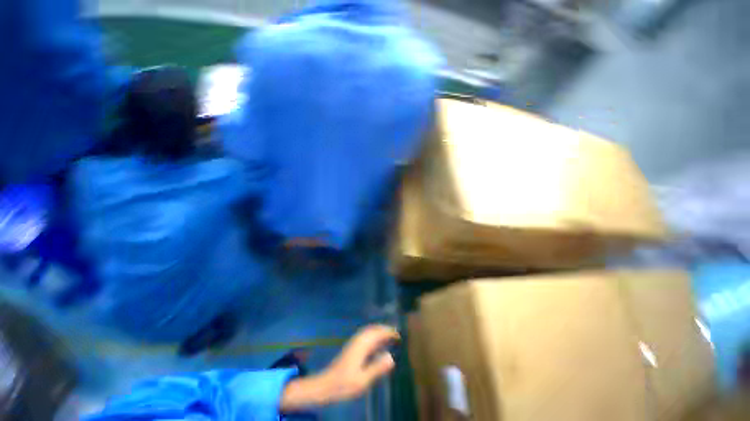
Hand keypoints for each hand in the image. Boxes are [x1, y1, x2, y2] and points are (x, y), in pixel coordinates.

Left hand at [280, 325, 399, 410]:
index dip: (388, 332)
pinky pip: (365, 335)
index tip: (398, 334)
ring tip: (388, 335)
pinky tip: (375, 342)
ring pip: (368, 331)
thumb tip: (391, 356)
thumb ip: (377, 368)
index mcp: (361, 346)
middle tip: (395, 333)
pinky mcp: (351, 347)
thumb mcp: (363, 380)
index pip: (377, 334)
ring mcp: (353, 343)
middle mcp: (358, 341)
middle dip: (384, 329)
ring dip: (378, 330)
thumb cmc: (344, 384)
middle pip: (373, 329)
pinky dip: (373, 334)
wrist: (325, 385)